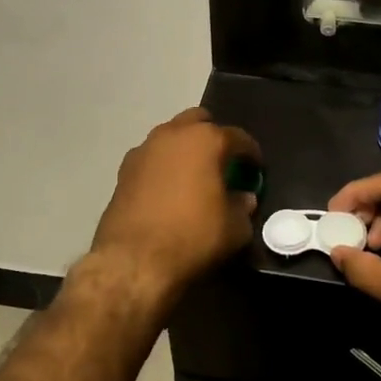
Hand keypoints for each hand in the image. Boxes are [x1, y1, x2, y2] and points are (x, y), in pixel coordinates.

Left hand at [87, 109, 261, 304]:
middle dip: (214, 136)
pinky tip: (168, 190)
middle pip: (199, 121)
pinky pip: (152, 157)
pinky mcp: (124, 169)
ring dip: (185, 148)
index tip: (256, 169)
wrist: (133, 260)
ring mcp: (144, 149)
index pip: (238, 137)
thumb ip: (243, 207)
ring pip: (172, 136)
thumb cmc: (192, 236)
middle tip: (222, 162)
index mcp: (206, 140)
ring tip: (194, 176)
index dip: (251, 153)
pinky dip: (164, 165)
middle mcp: (173, 134)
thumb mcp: (234, 228)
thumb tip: (243, 198)